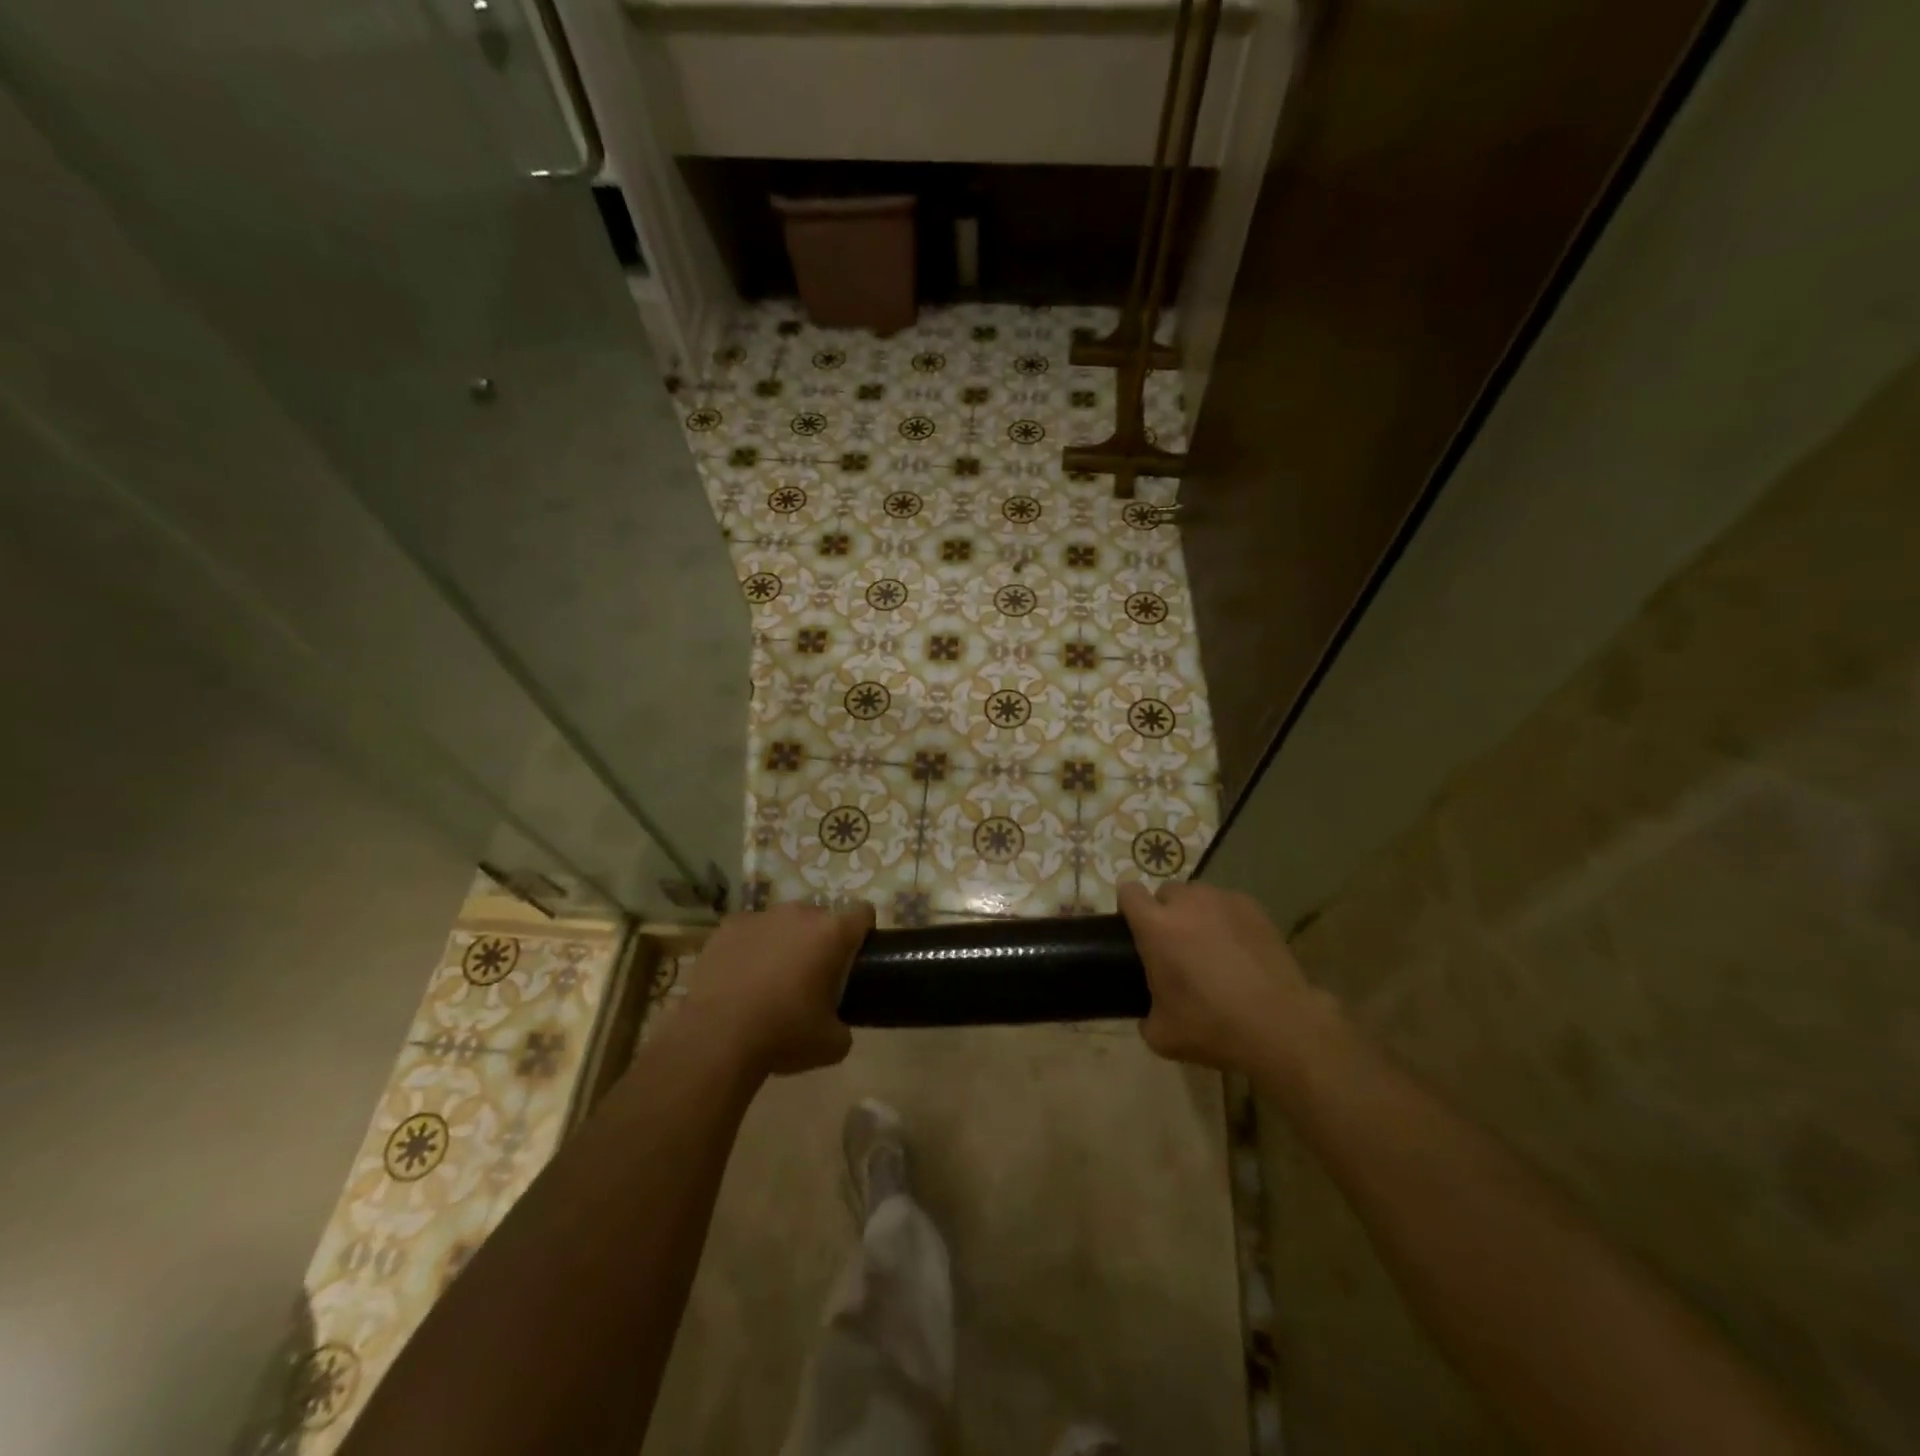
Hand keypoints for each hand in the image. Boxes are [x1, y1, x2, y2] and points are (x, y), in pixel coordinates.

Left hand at [680, 901, 873, 1076]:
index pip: (863, 914)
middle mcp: (799, 914)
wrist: (716, 1038)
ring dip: (785, 942)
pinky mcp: (728, 926)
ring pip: (784, 923)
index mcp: (832, 934)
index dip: (864, 932)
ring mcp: (761, 916)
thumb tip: (837, 1023)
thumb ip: (844, 1025)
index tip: (856, 956)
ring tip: (770, 978)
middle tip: (811, 977)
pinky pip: (750, 931)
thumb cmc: (783, 1035)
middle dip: (820, 941)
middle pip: (821, 918)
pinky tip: (741, 977)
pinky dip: (751, 947)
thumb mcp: (831, 1044)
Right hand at [1119, 881, 1331, 1072]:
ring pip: (1198, 895)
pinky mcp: (1254, 907)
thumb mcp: (1161, 1035)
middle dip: (1165, 912)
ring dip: (1196, 913)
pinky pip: (1228, 904)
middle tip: (1175, 946)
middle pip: (1165, 892)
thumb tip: (1148, 1013)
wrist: (1280, 1025)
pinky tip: (1239, 948)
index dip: (1127, 907)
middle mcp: (1186, 903)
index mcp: (1156, 927)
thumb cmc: (1213, 1027)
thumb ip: (1145, 1015)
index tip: (1134, 930)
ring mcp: (1223, 901)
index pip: (1128, 892)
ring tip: (1210, 946)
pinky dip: (1226, 919)